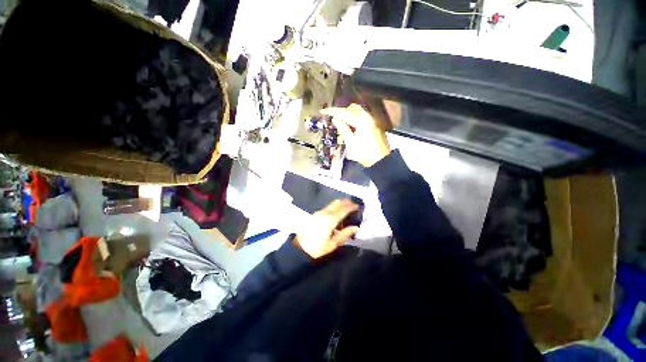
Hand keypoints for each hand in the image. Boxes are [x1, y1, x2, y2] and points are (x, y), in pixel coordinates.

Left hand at [295, 199, 359, 258]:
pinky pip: (327, 208)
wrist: (299, 248)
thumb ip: (345, 234)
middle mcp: (324, 213)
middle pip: (337, 203)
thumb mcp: (332, 244)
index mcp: (330, 219)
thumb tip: (356, 227)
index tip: (358, 206)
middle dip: (345, 202)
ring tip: (346, 208)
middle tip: (353, 204)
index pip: (343, 209)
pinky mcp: (314, 215)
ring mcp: (318, 212)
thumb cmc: (317, 248)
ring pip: (331, 204)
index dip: (351, 206)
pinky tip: (336, 214)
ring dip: (339, 204)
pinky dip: (333, 207)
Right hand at [321, 104, 390, 167]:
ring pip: (357, 112)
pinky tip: (349, 127)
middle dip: (341, 112)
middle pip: (352, 108)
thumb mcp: (351, 142)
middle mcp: (368, 118)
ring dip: (348, 115)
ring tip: (340, 123)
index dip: (332, 111)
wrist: (380, 161)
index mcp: (361, 121)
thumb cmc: (365, 153)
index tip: (323, 111)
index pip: (344, 112)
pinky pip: (361, 117)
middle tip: (333, 119)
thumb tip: (336, 120)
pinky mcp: (373, 126)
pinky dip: (354, 119)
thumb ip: (343, 129)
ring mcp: (372, 121)